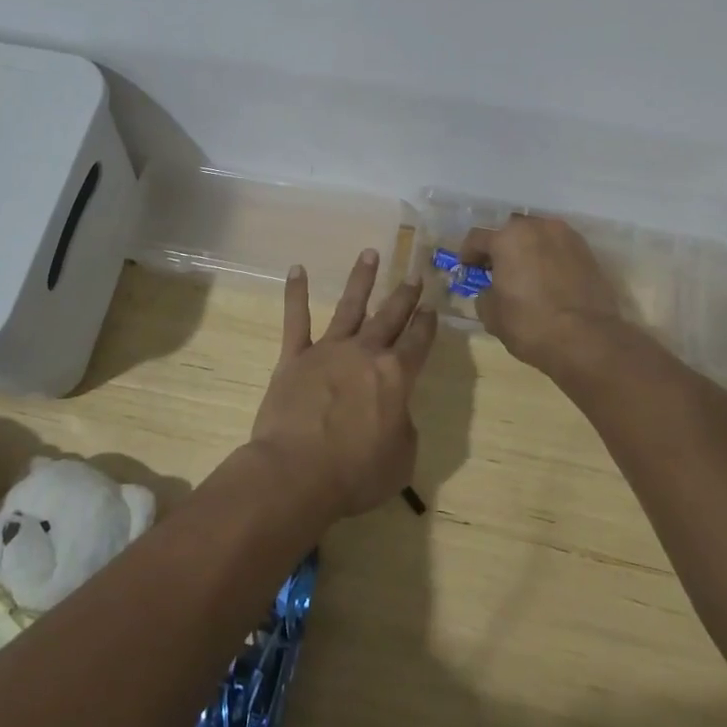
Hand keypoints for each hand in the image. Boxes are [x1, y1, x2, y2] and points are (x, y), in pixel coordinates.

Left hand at [249, 250, 436, 521]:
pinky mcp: (295, 357)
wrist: (297, 472)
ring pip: (349, 306)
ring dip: (361, 279)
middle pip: (390, 317)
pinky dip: (296, 293)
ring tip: (370, 253)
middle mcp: (365, 353)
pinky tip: (297, 269)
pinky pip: (295, 319)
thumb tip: (395, 412)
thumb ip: (404, 427)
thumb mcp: (401, 459)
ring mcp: (328, 350)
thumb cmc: (356, 472)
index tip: (432, 306)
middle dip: (404, 295)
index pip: (418, 342)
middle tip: (415, 273)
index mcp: (396, 376)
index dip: (427, 324)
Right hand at [458, 215, 624, 370]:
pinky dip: (551, 258)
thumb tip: (491, 290)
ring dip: (528, 250)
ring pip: (538, 236)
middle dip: (501, 248)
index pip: (477, 238)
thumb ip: (484, 294)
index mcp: (507, 239)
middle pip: (511, 232)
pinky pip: (560, 249)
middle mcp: (536, 227)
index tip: (467, 269)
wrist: (588, 339)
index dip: (468, 254)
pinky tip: (550, 280)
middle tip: (498, 270)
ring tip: (527, 274)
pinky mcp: (587, 251)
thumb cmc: (530, 324)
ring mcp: (566, 237)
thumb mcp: (492, 315)